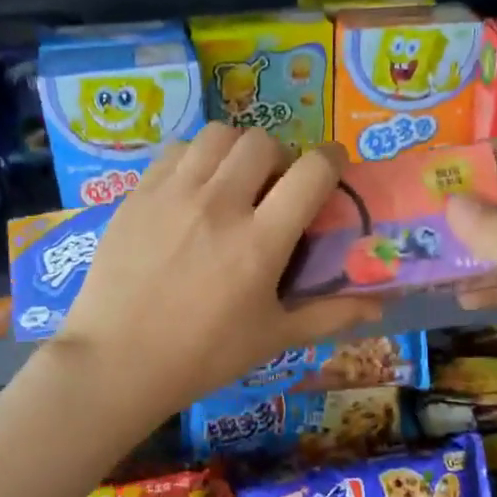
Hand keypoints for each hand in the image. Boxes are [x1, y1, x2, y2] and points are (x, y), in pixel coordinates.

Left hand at [53, 124, 383, 422]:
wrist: (117, 361)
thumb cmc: (202, 356)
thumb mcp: (272, 338)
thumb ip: (329, 315)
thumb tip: (379, 306)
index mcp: (260, 241)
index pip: (312, 172)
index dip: (332, 161)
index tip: (331, 170)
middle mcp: (220, 204)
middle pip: (263, 143)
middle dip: (280, 158)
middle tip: (274, 188)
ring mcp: (174, 194)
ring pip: (218, 135)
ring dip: (237, 151)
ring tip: (233, 181)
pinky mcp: (138, 194)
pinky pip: (176, 149)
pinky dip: (195, 158)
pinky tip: (192, 188)